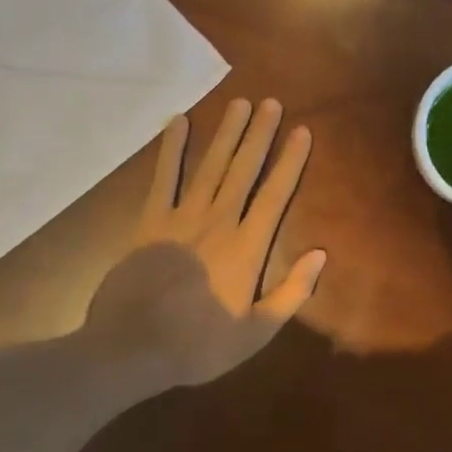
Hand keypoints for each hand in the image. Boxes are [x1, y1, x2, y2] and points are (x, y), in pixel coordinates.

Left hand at [82, 98, 323, 388]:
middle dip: (260, 134)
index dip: (290, 161)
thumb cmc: (199, 345)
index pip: (275, 194)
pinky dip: (171, 149)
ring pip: (210, 166)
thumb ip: (292, 293)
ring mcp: (182, 217)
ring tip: (240, 104)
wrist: (131, 349)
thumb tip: (321, 254)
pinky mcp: (150, 221)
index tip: (302, 131)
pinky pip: (163, 178)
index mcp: (248, 247)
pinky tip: (178, 122)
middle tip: (272, 102)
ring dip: (226, 133)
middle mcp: (219, 221)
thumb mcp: (256, 333)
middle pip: (244, 169)